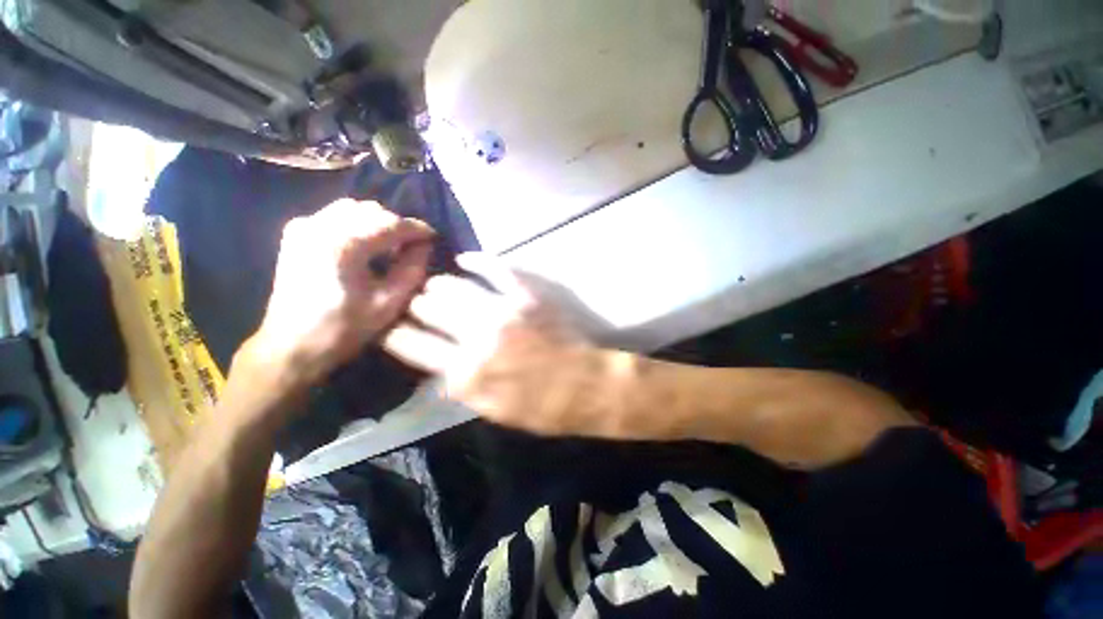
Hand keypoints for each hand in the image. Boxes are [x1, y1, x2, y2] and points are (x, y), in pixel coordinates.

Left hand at [236, 199, 433, 402]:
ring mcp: (304, 227)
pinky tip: (366, 244)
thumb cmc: (344, 328)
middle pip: (371, 210)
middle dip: (397, 225)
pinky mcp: (296, 234)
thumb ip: (412, 269)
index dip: (416, 228)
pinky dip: (357, 223)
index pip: (390, 223)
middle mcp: (319, 225)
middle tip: (413, 245)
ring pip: (353, 209)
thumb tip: (424, 246)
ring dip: (377, 222)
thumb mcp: (389, 303)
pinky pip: (335, 216)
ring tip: (391, 244)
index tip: (433, 236)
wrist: (292, 345)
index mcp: (343, 244)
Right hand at [383, 253, 612, 435]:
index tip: (394, 328)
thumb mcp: (491, 410)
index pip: (411, 344)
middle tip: (418, 305)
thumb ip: (461, 386)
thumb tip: (437, 366)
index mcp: (464, 372)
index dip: (396, 334)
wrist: (583, 386)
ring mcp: (502, 311)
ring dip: (439, 284)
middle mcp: (476, 337)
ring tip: (435, 285)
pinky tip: (464, 259)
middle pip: (429, 308)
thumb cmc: (540, 407)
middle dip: (416, 306)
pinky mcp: (526, 296)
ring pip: (454, 286)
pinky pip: (496, 269)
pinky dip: (477, 261)